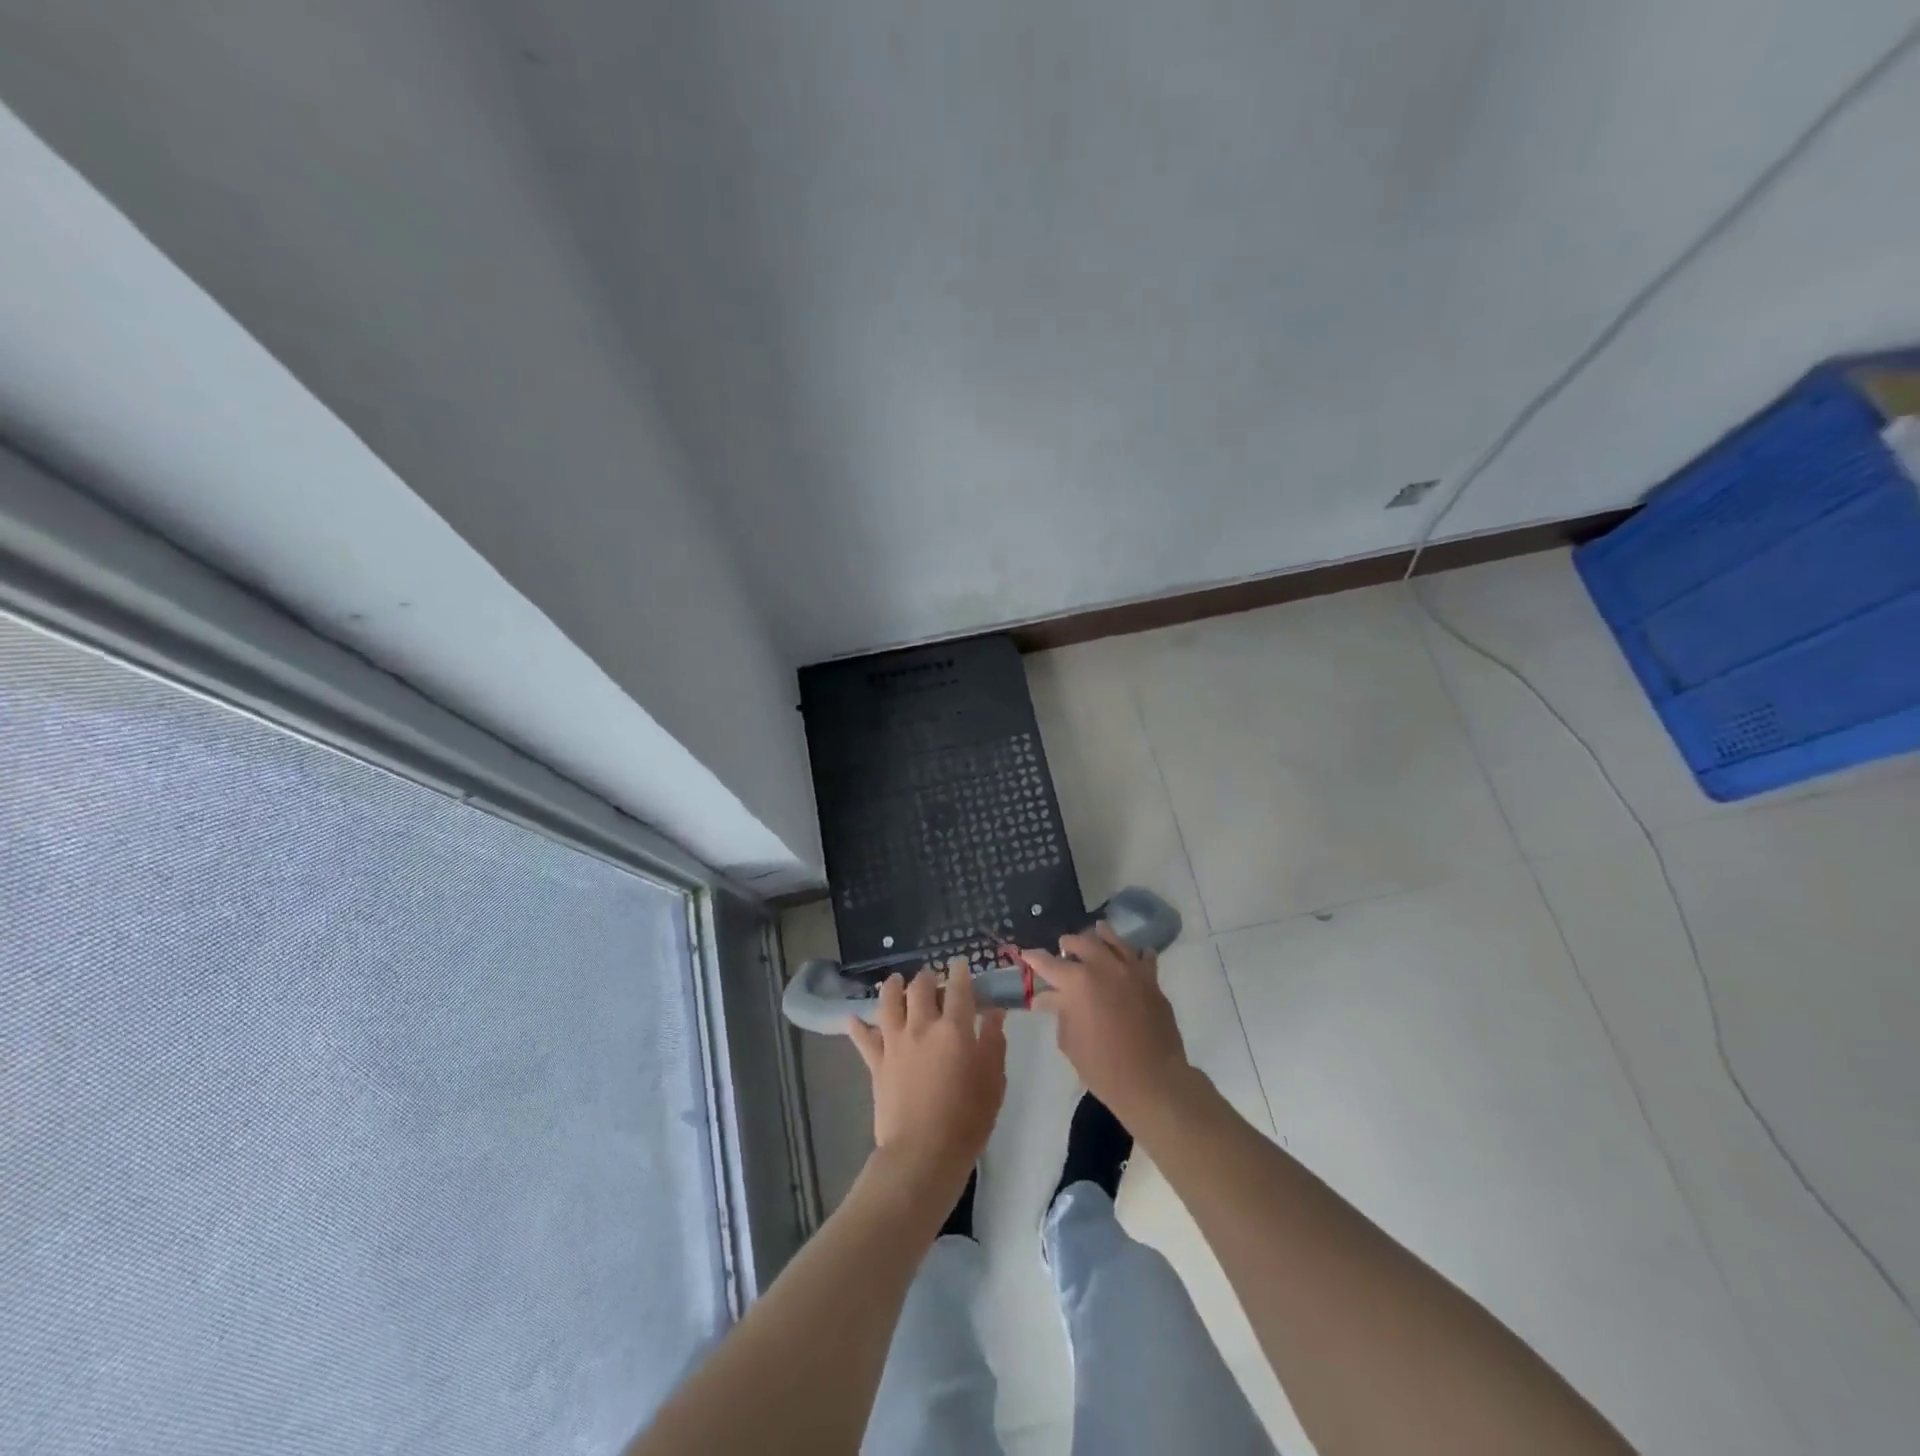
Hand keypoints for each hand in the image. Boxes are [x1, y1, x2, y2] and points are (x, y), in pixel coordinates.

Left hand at [848, 962, 1007, 1200]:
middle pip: (920, 988)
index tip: (961, 963)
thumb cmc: (967, 1119)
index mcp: (954, 1028)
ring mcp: (895, 1043)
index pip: (959, 988)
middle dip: (926, 977)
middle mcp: (921, 1027)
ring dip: (892, 987)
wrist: (923, 1153)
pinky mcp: (876, 1063)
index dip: (961, 972)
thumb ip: (993, 1042)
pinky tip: (853, 1017)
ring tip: (894, 981)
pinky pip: (863, 1038)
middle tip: (930, 976)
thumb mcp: (993, 1080)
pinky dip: (858, 1026)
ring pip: (888, 1003)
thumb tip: (994, 1012)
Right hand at [1025, 924, 1193, 1125]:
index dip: (1034, 958)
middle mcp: (1103, 967)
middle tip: (1062, 949)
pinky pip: (1144, 957)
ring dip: (1100, 936)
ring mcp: (1131, 971)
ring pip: (1113, 940)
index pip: (1048, 963)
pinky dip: (1136, 953)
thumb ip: (1061, 1012)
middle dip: (1067, 944)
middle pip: (1081, 941)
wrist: (1152, 1080)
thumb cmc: (1103, 1067)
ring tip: (1096, 933)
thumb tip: (1053, 997)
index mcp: (1077, 982)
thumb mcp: (1070, 1042)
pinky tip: (1132, 955)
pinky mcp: (1152, 981)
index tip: (1026, 954)